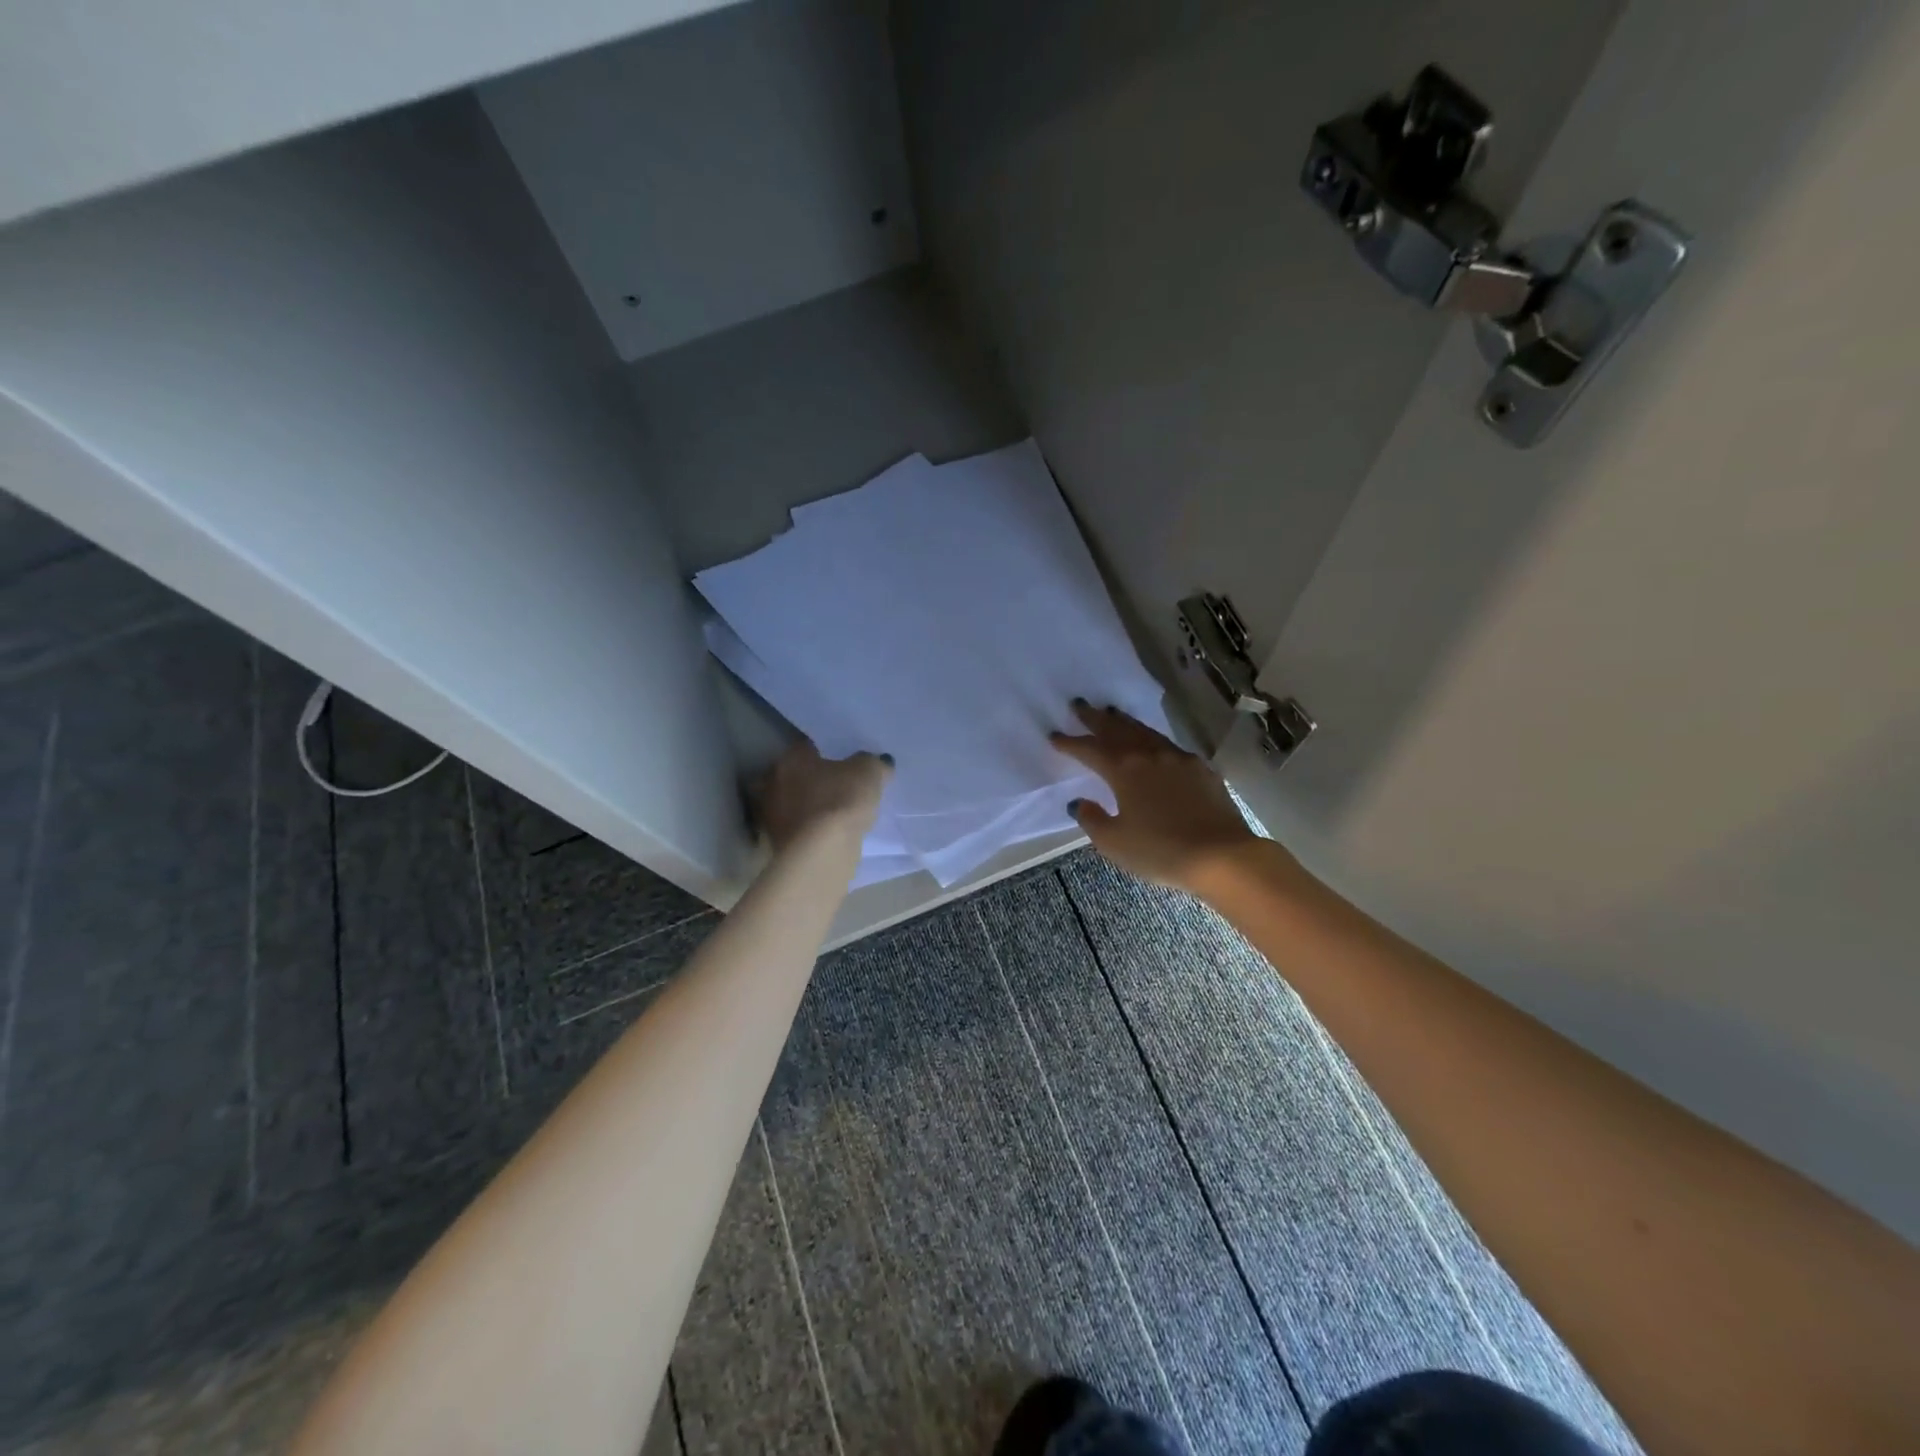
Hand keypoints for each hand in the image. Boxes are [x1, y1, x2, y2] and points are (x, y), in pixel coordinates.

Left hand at [757, 740, 890, 852]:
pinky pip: (801, 828)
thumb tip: (880, 762)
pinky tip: (832, 834)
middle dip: (817, 779)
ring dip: (813, 806)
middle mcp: (773, 783)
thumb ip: (874, 763)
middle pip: (799, 775)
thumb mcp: (869, 772)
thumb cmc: (840, 800)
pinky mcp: (778, 844)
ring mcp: (772, 816)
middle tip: (843, 785)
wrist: (820, 854)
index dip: (829, 751)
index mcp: (790, 758)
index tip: (846, 759)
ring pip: (797, 804)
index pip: (809, 746)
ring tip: (840, 813)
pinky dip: (813, 829)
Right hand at [1050, 701, 1267, 892]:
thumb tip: (1078, 802)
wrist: (1222, 856)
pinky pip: (1169, 746)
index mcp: (1124, 770)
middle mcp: (1150, 756)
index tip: (1055, 735)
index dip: (1070, 743)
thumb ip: (1092, 819)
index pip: (1090, 750)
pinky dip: (1152, 739)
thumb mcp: (1115, 842)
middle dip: (1096, 718)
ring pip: (1145, 732)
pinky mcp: (1201, 770)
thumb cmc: (1161, 851)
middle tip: (1080, 704)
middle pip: (1117, 730)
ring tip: (1112, 713)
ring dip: (1125, 722)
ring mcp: (1179, 759)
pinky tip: (1154, 744)